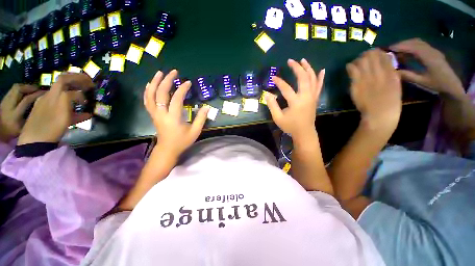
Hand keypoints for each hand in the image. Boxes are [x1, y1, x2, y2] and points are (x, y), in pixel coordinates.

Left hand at [0, 84, 44, 141]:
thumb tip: (41, 109)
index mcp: (15, 114)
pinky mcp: (4, 98)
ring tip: (33, 90)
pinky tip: (25, 92)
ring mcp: (5, 100)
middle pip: (19, 89)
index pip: (27, 99)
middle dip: (30, 87)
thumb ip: (31, 119)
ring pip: (16, 87)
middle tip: (39, 89)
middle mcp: (9, 104)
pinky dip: (21, 89)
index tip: (46, 93)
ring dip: (25, 87)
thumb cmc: (13, 131)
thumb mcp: (23, 129)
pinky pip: (13, 90)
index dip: (37, 94)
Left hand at [18, 73, 93, 144]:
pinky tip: (82, 114)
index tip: (90, 85)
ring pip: (63, 95)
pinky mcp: (47, 114)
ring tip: (87, 99)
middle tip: (89, 86)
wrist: (34, 142)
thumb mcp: (62, 111)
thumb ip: (70, 99)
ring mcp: (46, 105)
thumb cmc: (50, 127)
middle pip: (63, 84)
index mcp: (52, 95)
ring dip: (75, 93)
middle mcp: (48, 97)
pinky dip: (72, 107)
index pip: (65, 79)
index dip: (78, 79)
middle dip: (76, 82)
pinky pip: (61, 106)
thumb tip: (81, 96)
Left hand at [144, 70, 208, 157]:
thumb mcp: (195, 131)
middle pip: (161, 93)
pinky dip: (148, 91)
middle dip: (167, 80)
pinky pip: (147, 101)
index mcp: (173, 118)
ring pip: (151, 95)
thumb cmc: (182, 141)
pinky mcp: (152, 115)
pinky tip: (151, 84)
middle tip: (173, 72)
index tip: (188, 82)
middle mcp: (161, 113)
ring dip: (155, 82)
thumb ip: (201, 119)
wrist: (168, 149)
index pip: (176, 99)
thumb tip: (206, 107)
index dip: (182, 89)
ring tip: (160, 73)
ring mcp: (155, 114)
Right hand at [266, 59, 323, 139]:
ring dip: (308, 68)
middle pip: (303, 78)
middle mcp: (306, 97)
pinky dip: (320, 77)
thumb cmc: (290, 126)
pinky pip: (319, 86)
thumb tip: (267, 94)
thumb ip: (272, 105)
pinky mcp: (315, 99)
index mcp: (296, 102)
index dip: (279, 82)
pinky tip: (321, 70)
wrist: (304, 132)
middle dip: (297, 68)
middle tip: (290, 61)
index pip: (286, 88)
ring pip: (313, 79)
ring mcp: (312, 97)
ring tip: (303, 60)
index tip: (273, 77)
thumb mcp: (278, 118)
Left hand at [346, 49, 401, 130]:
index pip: (384, 56)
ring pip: (362, 61)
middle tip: (363, 57)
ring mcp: (368, 78)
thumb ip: (391, 75)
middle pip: (372, 56)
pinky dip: (350, 66)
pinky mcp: (357, 84)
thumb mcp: (395, 86)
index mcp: (392, 73)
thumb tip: (386, 66)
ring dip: (358, 59)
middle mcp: (380, 72)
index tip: (373, 53)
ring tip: (356, 62)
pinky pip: (353, 70)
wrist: (380, 114)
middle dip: (367, 54)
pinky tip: (349, 66)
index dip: (377, 52)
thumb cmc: (390, 103)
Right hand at [390, 38, 464, 97]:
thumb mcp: (422, 82)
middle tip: (391, 49)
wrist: (452, 85)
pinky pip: (421, 45)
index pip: (413, 48)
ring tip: (397, 50)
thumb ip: (408, 75)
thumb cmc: (437, 84)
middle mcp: (431, 51)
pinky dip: (412, 46)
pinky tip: (407, 52)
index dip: (401, 47)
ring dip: (407, 44)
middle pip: (416, 42)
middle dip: (403, 44)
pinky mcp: (434, 53)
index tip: (389, 49)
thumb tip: (393, 71)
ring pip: (418, 42)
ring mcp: (433, 51)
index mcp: (429, 58)